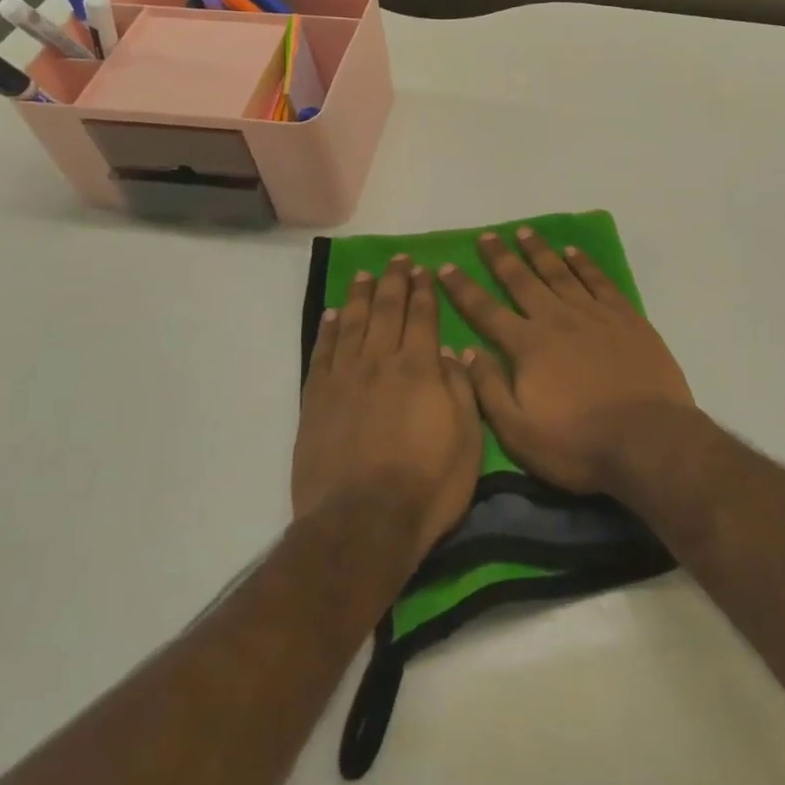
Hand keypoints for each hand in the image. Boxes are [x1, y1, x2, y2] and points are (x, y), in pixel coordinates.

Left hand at [293, 257, 481, 559]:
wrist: (362, 524)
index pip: (422, 316)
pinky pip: (322, 354)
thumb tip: (450, 352)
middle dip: (394, 281)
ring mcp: (344, 379)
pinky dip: (328, 330)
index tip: (423, 269)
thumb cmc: (427, 485)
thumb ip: (460, 389)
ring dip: (359, 296)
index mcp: (420, 369)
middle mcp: (380, 362)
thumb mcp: (468, 440)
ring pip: (352, 324)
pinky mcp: (317, 401)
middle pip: (386, 310)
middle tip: (397, 260)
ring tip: (364, 274)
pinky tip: (332, 315)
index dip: (423, 290)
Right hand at [439, 228, 695, 494]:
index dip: (463, 288)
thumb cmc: (578, 444)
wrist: (647, 440)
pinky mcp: (626, 317)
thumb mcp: (519, 431)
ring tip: (524, 232)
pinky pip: (599, 280)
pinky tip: (573, 252)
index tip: (446, 266)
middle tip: (487, 236)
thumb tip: (464, 350)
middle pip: (522, 280)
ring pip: (560, 272)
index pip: (485, 310)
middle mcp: (557, 319)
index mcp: (528, 345)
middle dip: (500, 258)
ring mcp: (594, 314)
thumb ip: (489, 388)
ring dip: (539, 251)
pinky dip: (584, 263)